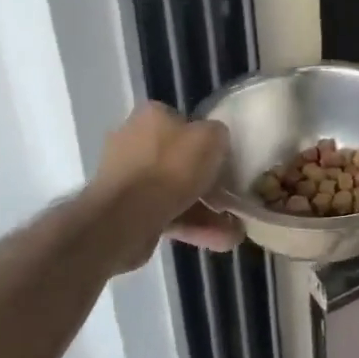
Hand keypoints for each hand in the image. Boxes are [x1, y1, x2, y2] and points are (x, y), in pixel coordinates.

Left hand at [89, 102, 242, 265]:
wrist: (125, 217)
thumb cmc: (170, 167)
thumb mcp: (210, 138)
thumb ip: (217, 134)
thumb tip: (215, 142)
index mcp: (151, 116)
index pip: (183, 121)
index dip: (205, 140)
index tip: (222, 159)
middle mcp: (133, 141)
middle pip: (179, 159)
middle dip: (207, 183)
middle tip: (231, 197)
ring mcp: (127, 178)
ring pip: (174, 191)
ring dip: (204, 210)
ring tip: (233, 230)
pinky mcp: (126, 210)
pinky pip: (165, 213)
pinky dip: (190, 225)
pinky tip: (219, 241)